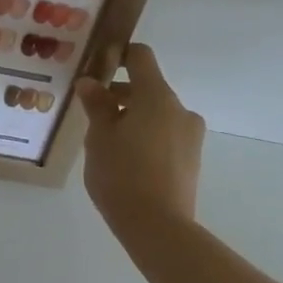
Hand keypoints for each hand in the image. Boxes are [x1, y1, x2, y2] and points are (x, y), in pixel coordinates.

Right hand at [75, 44, 206, 248]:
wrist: (158, 227)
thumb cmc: (121, 174)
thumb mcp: (99, 137)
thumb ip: (96, 105)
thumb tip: (90, 82)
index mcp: (156, 96)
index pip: (141, 57)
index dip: (118, 55)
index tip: (97, 68)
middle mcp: (180, 109)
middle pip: (148, 87)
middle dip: (121, 94)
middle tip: (92, 113)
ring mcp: (190, 135)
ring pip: (157, 113)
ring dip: (133, 117)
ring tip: (107, 142)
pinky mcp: (192, 159)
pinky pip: (166, 134)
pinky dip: (146, 136)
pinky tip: (126, 161)